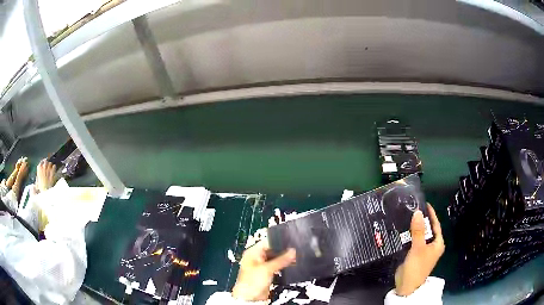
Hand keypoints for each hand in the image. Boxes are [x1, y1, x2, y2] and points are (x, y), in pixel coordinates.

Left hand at [232, 240, 295, 300]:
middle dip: (283, 251)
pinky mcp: (267, 274)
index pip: (267, 242)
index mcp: (252, 252)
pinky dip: (283, 265)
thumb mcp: (267, 269)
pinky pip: (277, 266)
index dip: (278, 242)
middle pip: (272, 250)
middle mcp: (257, 257)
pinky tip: (292, 264)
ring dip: (284, 258)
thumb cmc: (253, 281)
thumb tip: (293, 251)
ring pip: (275, 259)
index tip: (291, 241)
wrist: (250, 298)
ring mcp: (262, 266)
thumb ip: (281, 259)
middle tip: (296, 250)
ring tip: (296, 257)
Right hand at [394, 203, 444, 295]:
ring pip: (419, 235)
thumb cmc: (416, 267)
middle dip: (421, 220)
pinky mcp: (414, 254)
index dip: (431, 214)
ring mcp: (423, 251)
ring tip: (406, 217)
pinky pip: (413, 241)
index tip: (425, 204)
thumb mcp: (418, 248)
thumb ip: (418, 231)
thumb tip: (418, 212)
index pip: (436, 225)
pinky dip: (409, 236)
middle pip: (427, 229)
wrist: (406, 286)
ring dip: (414, 228)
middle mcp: (432, 246)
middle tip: (412, 209)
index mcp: (437, 244)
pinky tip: (402, 230)